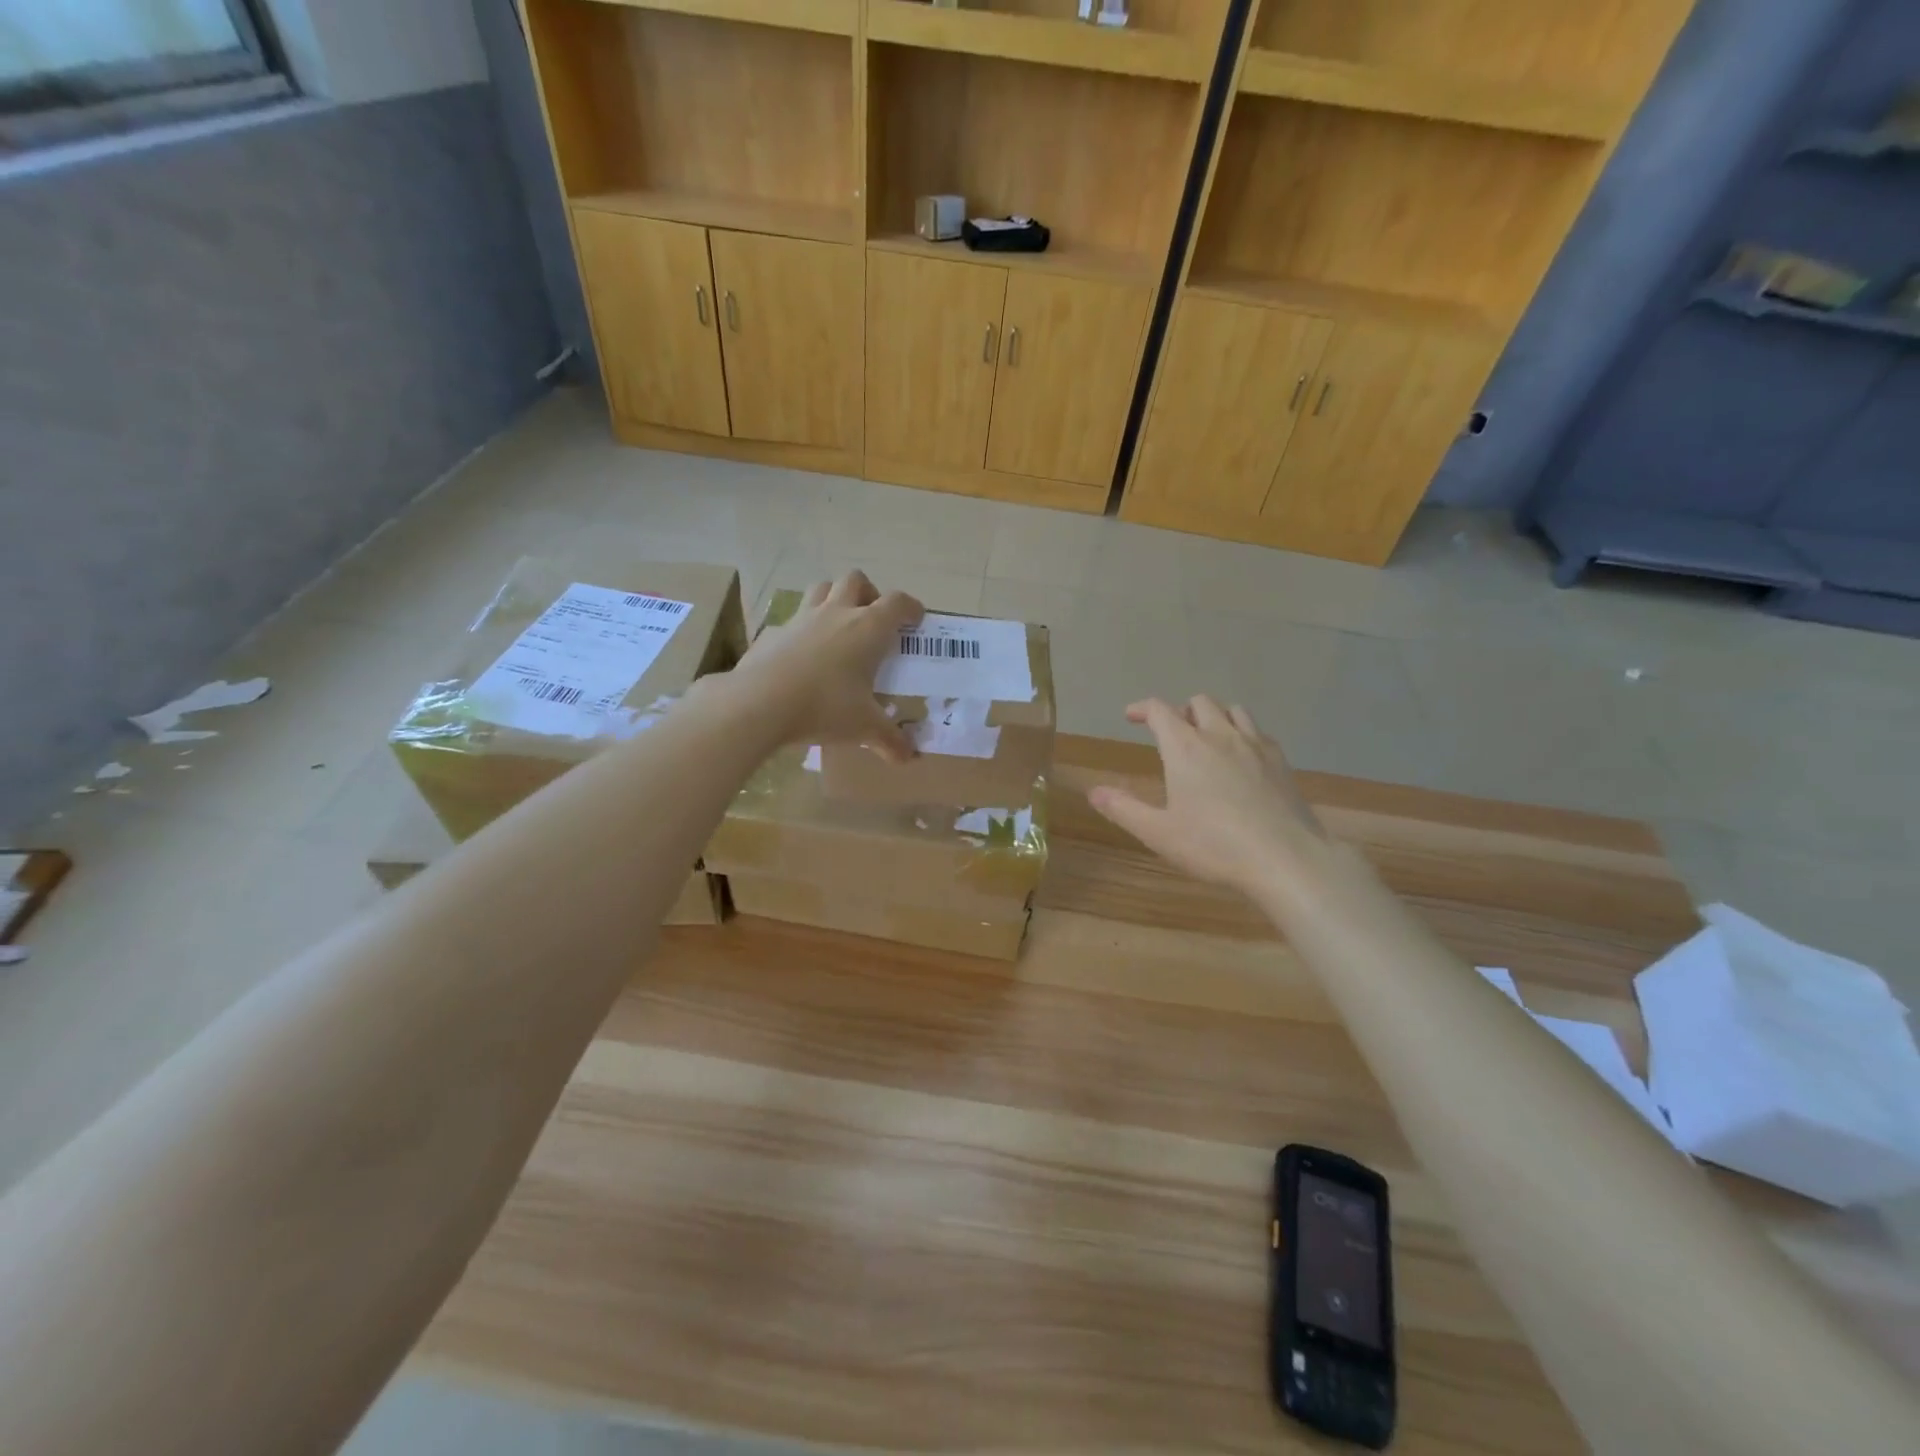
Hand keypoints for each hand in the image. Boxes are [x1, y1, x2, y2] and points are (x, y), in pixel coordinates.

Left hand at [729, 570, 923, 760]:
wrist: (758, 703)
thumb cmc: (824, 707)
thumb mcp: (863, 727)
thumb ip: (889, 739)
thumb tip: (909, 757)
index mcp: (867, 629)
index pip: (897, 603)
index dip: (910, 608)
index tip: (915, 619)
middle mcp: (836, 613)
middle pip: (856, 581)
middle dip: (869, 594)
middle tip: (873, 620)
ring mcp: (801, 618)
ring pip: (822, 588)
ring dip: (834, 598)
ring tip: (839, 626)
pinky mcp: (773, 631)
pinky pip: (793, 618)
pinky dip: (803, 628)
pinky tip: (802, 654)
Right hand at [1088, 697, 1330, 902]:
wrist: (1285, 858)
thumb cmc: (1214, 846)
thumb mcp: (1158, 833)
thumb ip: (1123, 808)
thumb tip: (1093, 792)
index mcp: (1185, 748)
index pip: (1159, 710)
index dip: (1141, 708)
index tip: (1130, 716)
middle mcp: (1220, 735)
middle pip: (1198, 702)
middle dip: (1179, 711)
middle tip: (1170, 733)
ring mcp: (1255, 745)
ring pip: (1233, 710)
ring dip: (1214, 716)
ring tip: (1206, 738)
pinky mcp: (1281, 761)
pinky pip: (1258, 731)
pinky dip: (1242, 733)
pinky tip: (1241, 758)